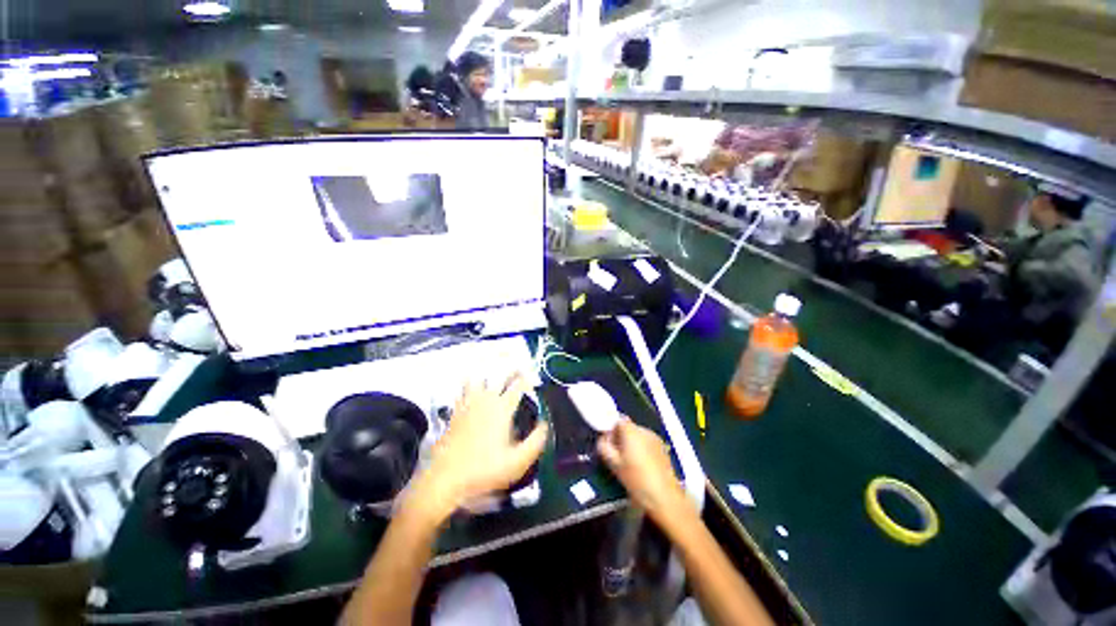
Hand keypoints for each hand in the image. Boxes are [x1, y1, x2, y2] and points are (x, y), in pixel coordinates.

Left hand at [411, 375, 548, 520]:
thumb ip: (535, 442)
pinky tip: (468, 387)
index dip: (526, 380)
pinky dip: (467, 386)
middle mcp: (485, 401)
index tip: (531, 378)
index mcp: (502, 409)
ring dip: (486, 376)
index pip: (517, 387)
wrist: (447, 478)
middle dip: (510, 372)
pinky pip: (461, 392)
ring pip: (477, 381)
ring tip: (492, 373)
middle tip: (517, 368)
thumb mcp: (517, 462)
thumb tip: (545, 425)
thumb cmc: (484, 470)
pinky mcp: (455, 413)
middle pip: (499, 379)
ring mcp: (468, 405)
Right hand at [597, 418, 690, 523]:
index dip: (611, 430)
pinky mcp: (663, 448)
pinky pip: (647, 442)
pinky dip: (642, 448)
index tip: (609, 444)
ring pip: (638, 435)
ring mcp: (655, 438)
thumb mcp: (614, 464)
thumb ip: (604, 447)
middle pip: (628, 427)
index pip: (618, 420)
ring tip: (630, 462)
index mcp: (631, 431)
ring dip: (632, 443)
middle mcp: (644, 429)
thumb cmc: (636, 479)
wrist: (664, 496)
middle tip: (617, 455)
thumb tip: (602, 439)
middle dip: (621, 437)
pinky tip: (642, 465)